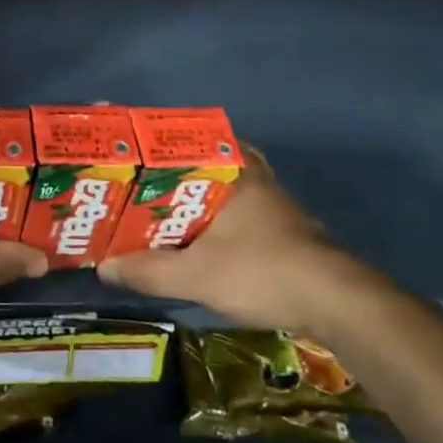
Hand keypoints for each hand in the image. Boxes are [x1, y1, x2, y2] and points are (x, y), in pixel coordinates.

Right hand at [96, 146, 376, 335]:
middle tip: (142, 182)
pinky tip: (200, 238)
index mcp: (234, 172)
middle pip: (207, 161)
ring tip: (161, 211)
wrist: (339, 304)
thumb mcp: (197, 275)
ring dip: (198, 196)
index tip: (135, 147)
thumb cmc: (264, 272)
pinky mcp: (285, 229)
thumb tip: (104, 266)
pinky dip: (217, 217)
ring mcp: (274, 203)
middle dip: (175, 170)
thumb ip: (149, 271)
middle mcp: (255, 178)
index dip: (161, 140)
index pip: (192, 138)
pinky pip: (239, 209)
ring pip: (225, 187)